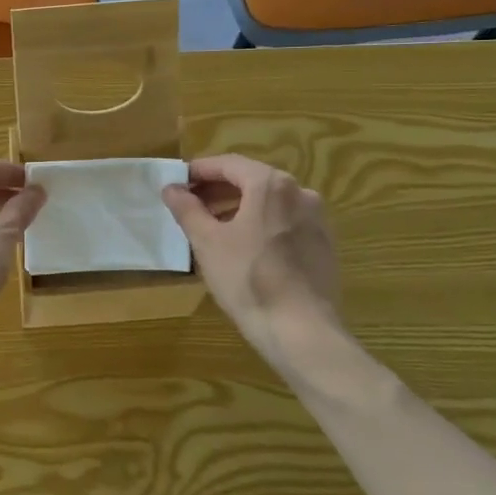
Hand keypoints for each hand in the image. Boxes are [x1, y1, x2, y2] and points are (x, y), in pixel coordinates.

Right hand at [163, 154, 341, 340]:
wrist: (301, 330)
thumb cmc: (248, 279)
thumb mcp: (207, 242)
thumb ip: (187, 209)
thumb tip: (171, 188)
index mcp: (271, 184)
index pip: (229, 164)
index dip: (199, 170)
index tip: (177, 182)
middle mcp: (300, 192)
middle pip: (252, 180)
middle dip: (219, 189)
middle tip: (190, 203)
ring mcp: (317, 219)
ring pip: (270, 202)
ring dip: (240, 206)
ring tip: (213, 226)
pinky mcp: (324, 244)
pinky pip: (286, 221)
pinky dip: (262, 223)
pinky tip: (245, 246)